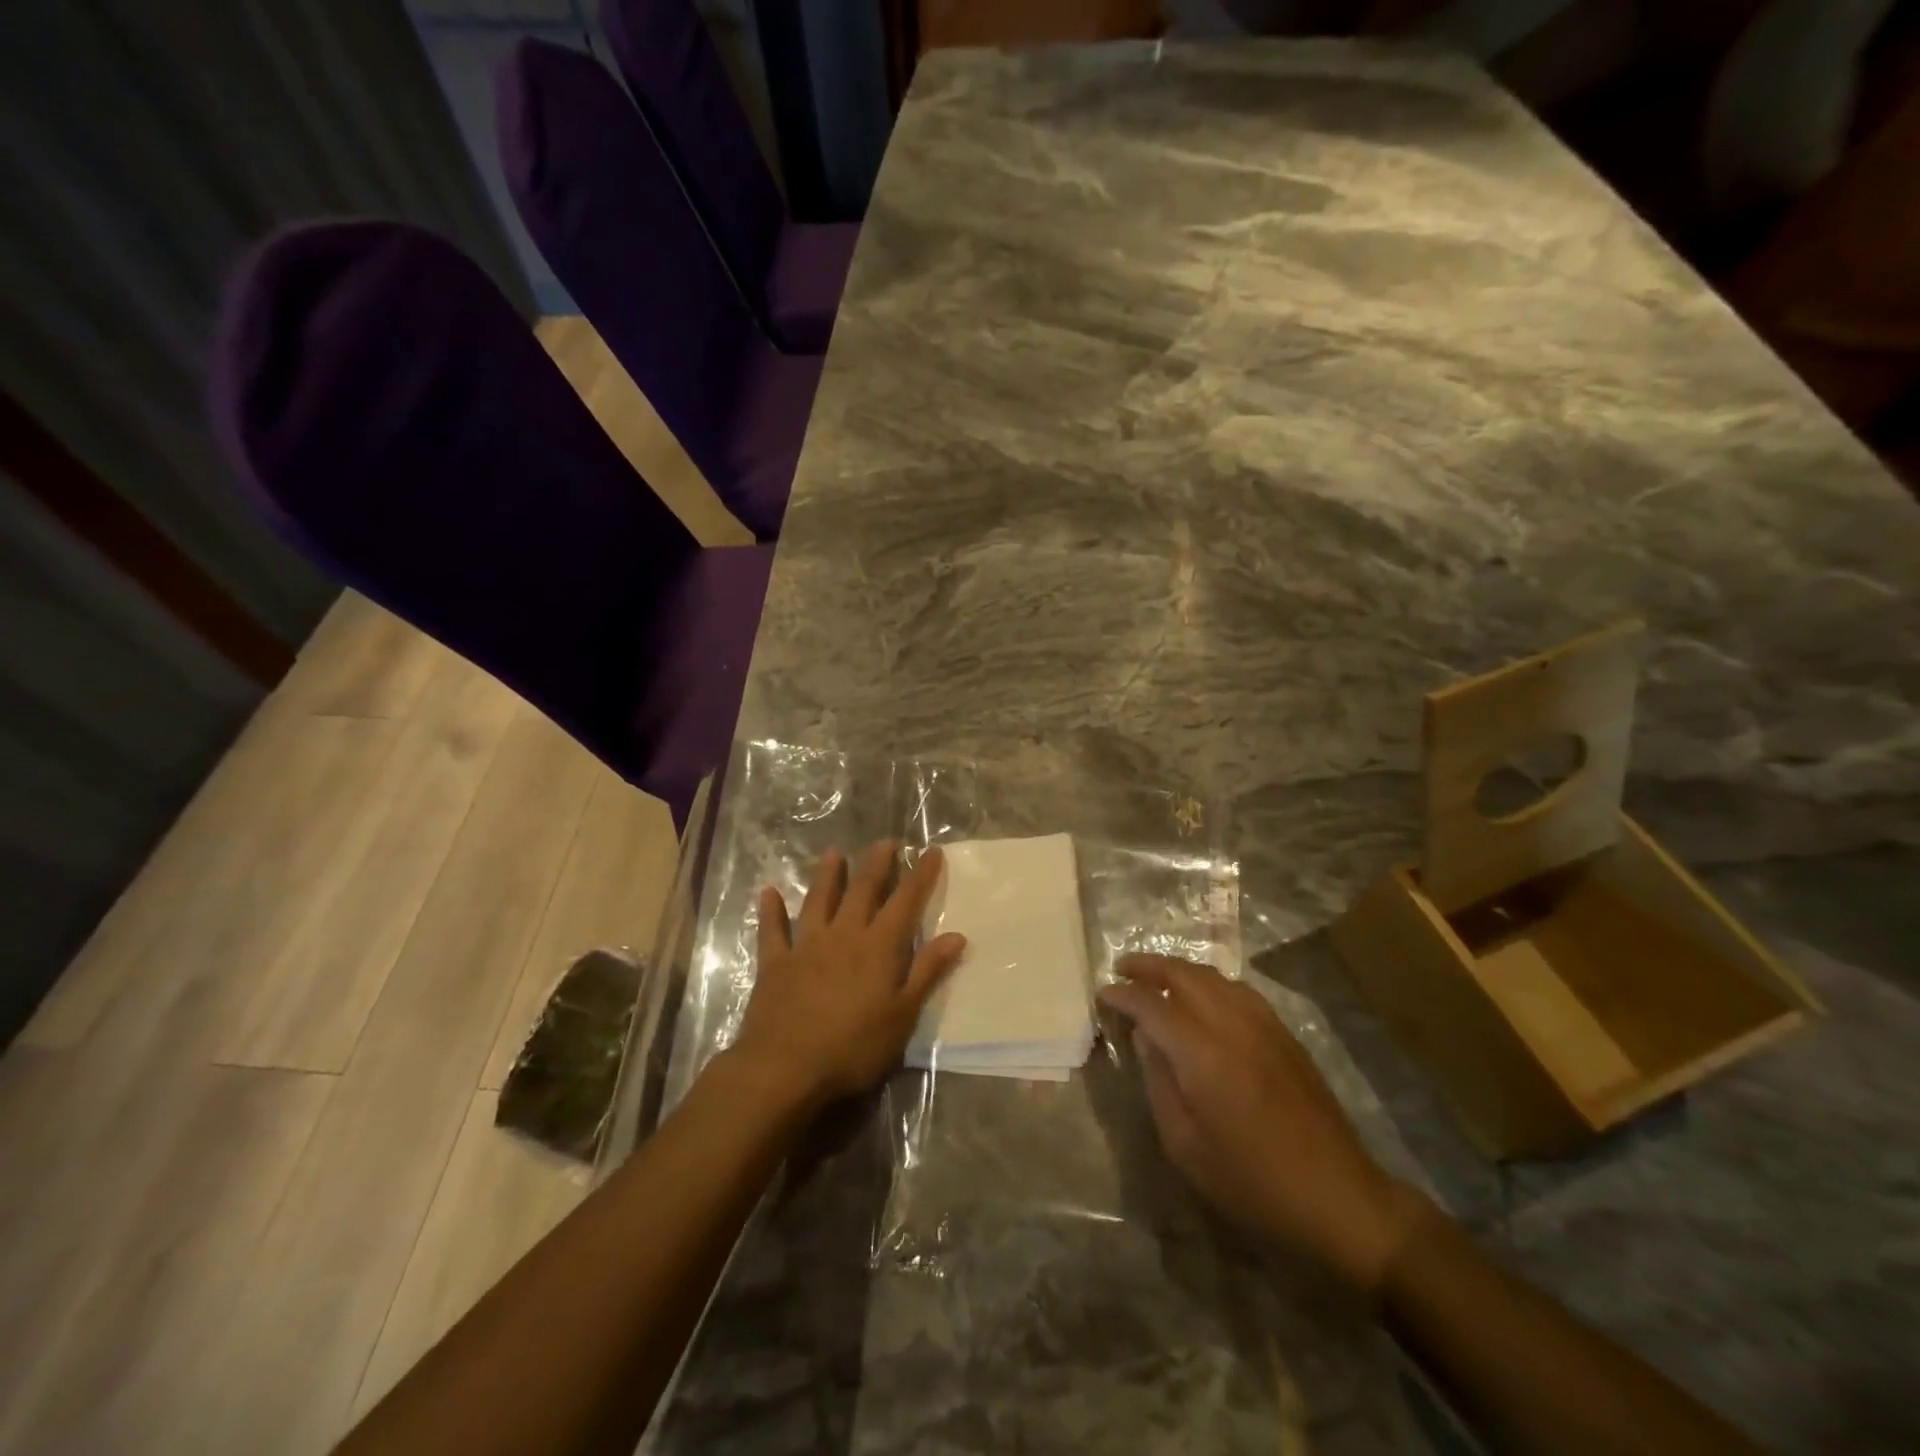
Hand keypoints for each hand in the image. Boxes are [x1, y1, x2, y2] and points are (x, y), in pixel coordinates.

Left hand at [730, 842, 965, 1111]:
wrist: (785, 1067)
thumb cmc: (853, 1047)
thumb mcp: (903, 1015)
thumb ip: (927, 972)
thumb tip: (957, 935)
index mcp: (878, 947)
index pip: (905, 902)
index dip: (920, 875)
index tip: (931, 851)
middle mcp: (843, 935)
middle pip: (862, 891)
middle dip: (877, 865)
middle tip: (885, 842)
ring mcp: (806, 946)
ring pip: (818, 901)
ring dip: (827, 876)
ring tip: (833, 854)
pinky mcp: (775, 964)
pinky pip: (772, 931)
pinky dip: (770, 911)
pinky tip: (767, 893)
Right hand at [1099, 956, 1429, 1292]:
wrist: (1338, 1199)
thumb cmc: (1252, 1183)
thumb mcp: (1185, 1146)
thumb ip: (1159, 1082)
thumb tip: (1145, 1038)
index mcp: (1202, 1053)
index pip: (1151, 1005)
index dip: (1122, 995)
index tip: (1102, 994)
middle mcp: (1232, 1024)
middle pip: (1183, 974)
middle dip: (1148, 966)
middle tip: (1122, 969)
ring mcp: (1264, 1025)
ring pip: (1213, 976)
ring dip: (1179, 969)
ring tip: (1156, 978)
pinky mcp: (1284, 1034)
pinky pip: (1238, 990)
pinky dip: (1210, 982)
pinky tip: (1202, 998)